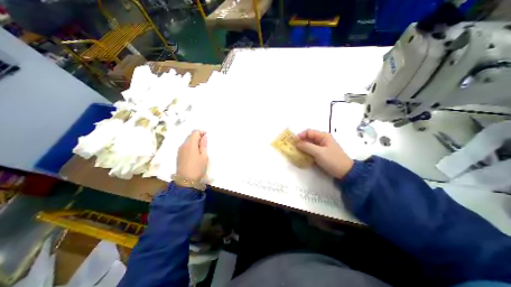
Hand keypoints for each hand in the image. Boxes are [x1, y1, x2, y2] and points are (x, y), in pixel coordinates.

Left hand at [176, 130, 206, 179]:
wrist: (185, 180)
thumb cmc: (197, 168)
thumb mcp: (204, 156)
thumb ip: (203, 145)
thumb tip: (204, 137)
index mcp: (190, 144)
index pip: (195, 132)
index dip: (201, 132)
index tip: (207, 136)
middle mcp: (183, 145)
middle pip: (190, 135)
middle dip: (198, 136)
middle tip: (205, 142)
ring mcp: (180, 149)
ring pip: (187, 140)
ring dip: (194, 141)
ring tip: (201, 148)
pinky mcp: (179, 154)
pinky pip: (185, 145)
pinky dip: (191, 145)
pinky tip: (195, 152)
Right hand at [298, 129, 353, 178]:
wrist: (345, 172)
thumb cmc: (332, 160)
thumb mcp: (319, 152)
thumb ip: (306, 146)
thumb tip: (296, 143)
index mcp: (323, 136)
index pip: (308, 132)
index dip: (300, 136)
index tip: (293, 142)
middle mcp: (322, 140)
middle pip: (308, 138)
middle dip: (300, 142)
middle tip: (293, 147)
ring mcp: (321, 147)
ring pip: (309, 145)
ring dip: (302, 148)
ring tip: (296, 152)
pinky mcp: (321, 154)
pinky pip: (311, 151)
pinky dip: (306, 152)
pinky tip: (302, 156)